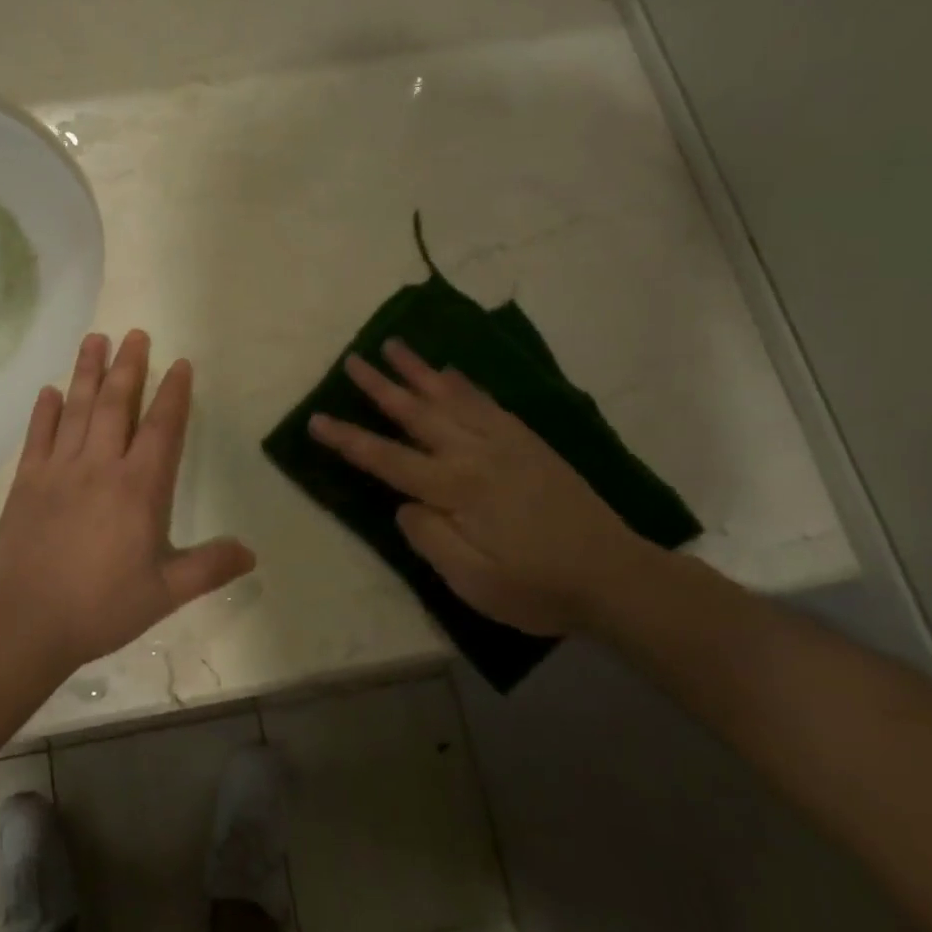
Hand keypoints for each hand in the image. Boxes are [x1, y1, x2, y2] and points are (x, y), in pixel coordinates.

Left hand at [0, 329, 257, 670]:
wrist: (27, 621)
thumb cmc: (103, 606)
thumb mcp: (166, 592)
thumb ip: (210, 567)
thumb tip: (252, 552)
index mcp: (139, 488)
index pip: (161, 428)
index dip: (173, 394)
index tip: (179, 363)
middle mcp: (100, 466)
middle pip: (117, 405)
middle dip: (129, 367)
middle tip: (136, 334)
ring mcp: (59, 470)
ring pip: (77, 409)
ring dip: (87, 372)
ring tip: (95, 339)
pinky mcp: (27, 481)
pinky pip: (38, 436)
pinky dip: (45, 411)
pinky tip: (50, 390)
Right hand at [308, 339, 657, 635]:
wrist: (614, 575)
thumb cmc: (538, 587)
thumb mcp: (474, 582)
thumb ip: (430, 539)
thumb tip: (405, 505)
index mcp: (457, 488)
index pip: (388, 459)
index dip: (349, 440)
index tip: (316, 419)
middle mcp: (476, 453)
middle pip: (417, 413)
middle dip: (380, 386)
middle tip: (352, 360)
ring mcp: (505, 442)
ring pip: (451, 397)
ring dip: (418, 371)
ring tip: (393, 345)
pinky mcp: (528, 442)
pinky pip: (486, 401)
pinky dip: (463, 383)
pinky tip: (450, 373)